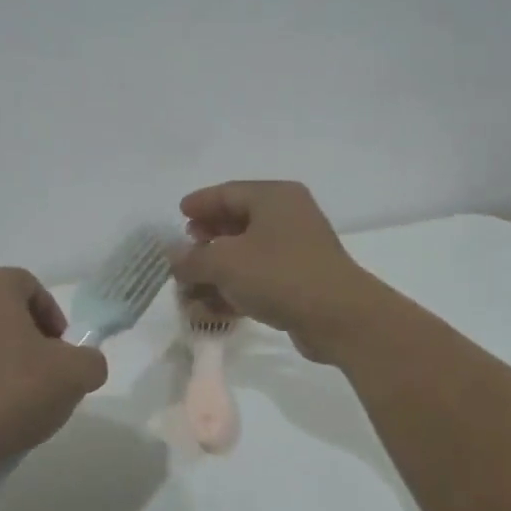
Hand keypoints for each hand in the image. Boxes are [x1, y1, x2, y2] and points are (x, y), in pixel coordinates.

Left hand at [0, 268, 108, 477]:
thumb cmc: (10, 392)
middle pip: (8, 313)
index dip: (55, 319)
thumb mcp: (75, 375)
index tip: (64, 354)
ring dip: (8, 361)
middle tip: (48, 375)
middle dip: (33, 341)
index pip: (33, 288)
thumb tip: (83, 364)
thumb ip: (91, 360)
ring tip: (22, 400)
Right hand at [172, 181, 383, 361]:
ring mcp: (297, 249)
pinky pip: (260, 277)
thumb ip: (192, 258)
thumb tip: (172, 254)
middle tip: (186, 252)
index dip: (200, 204)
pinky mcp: (301, 280)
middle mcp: (288, 216)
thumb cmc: (279, 275)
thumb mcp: (225, 263)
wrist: (339, 317)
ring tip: (190, 289)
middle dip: (207, 240)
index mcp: (274, 197)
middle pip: (237, 222)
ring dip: (217, 271)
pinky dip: (236, 288)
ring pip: (247, 253)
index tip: (179, 215)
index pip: (228, 192)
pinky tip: (213, 308)